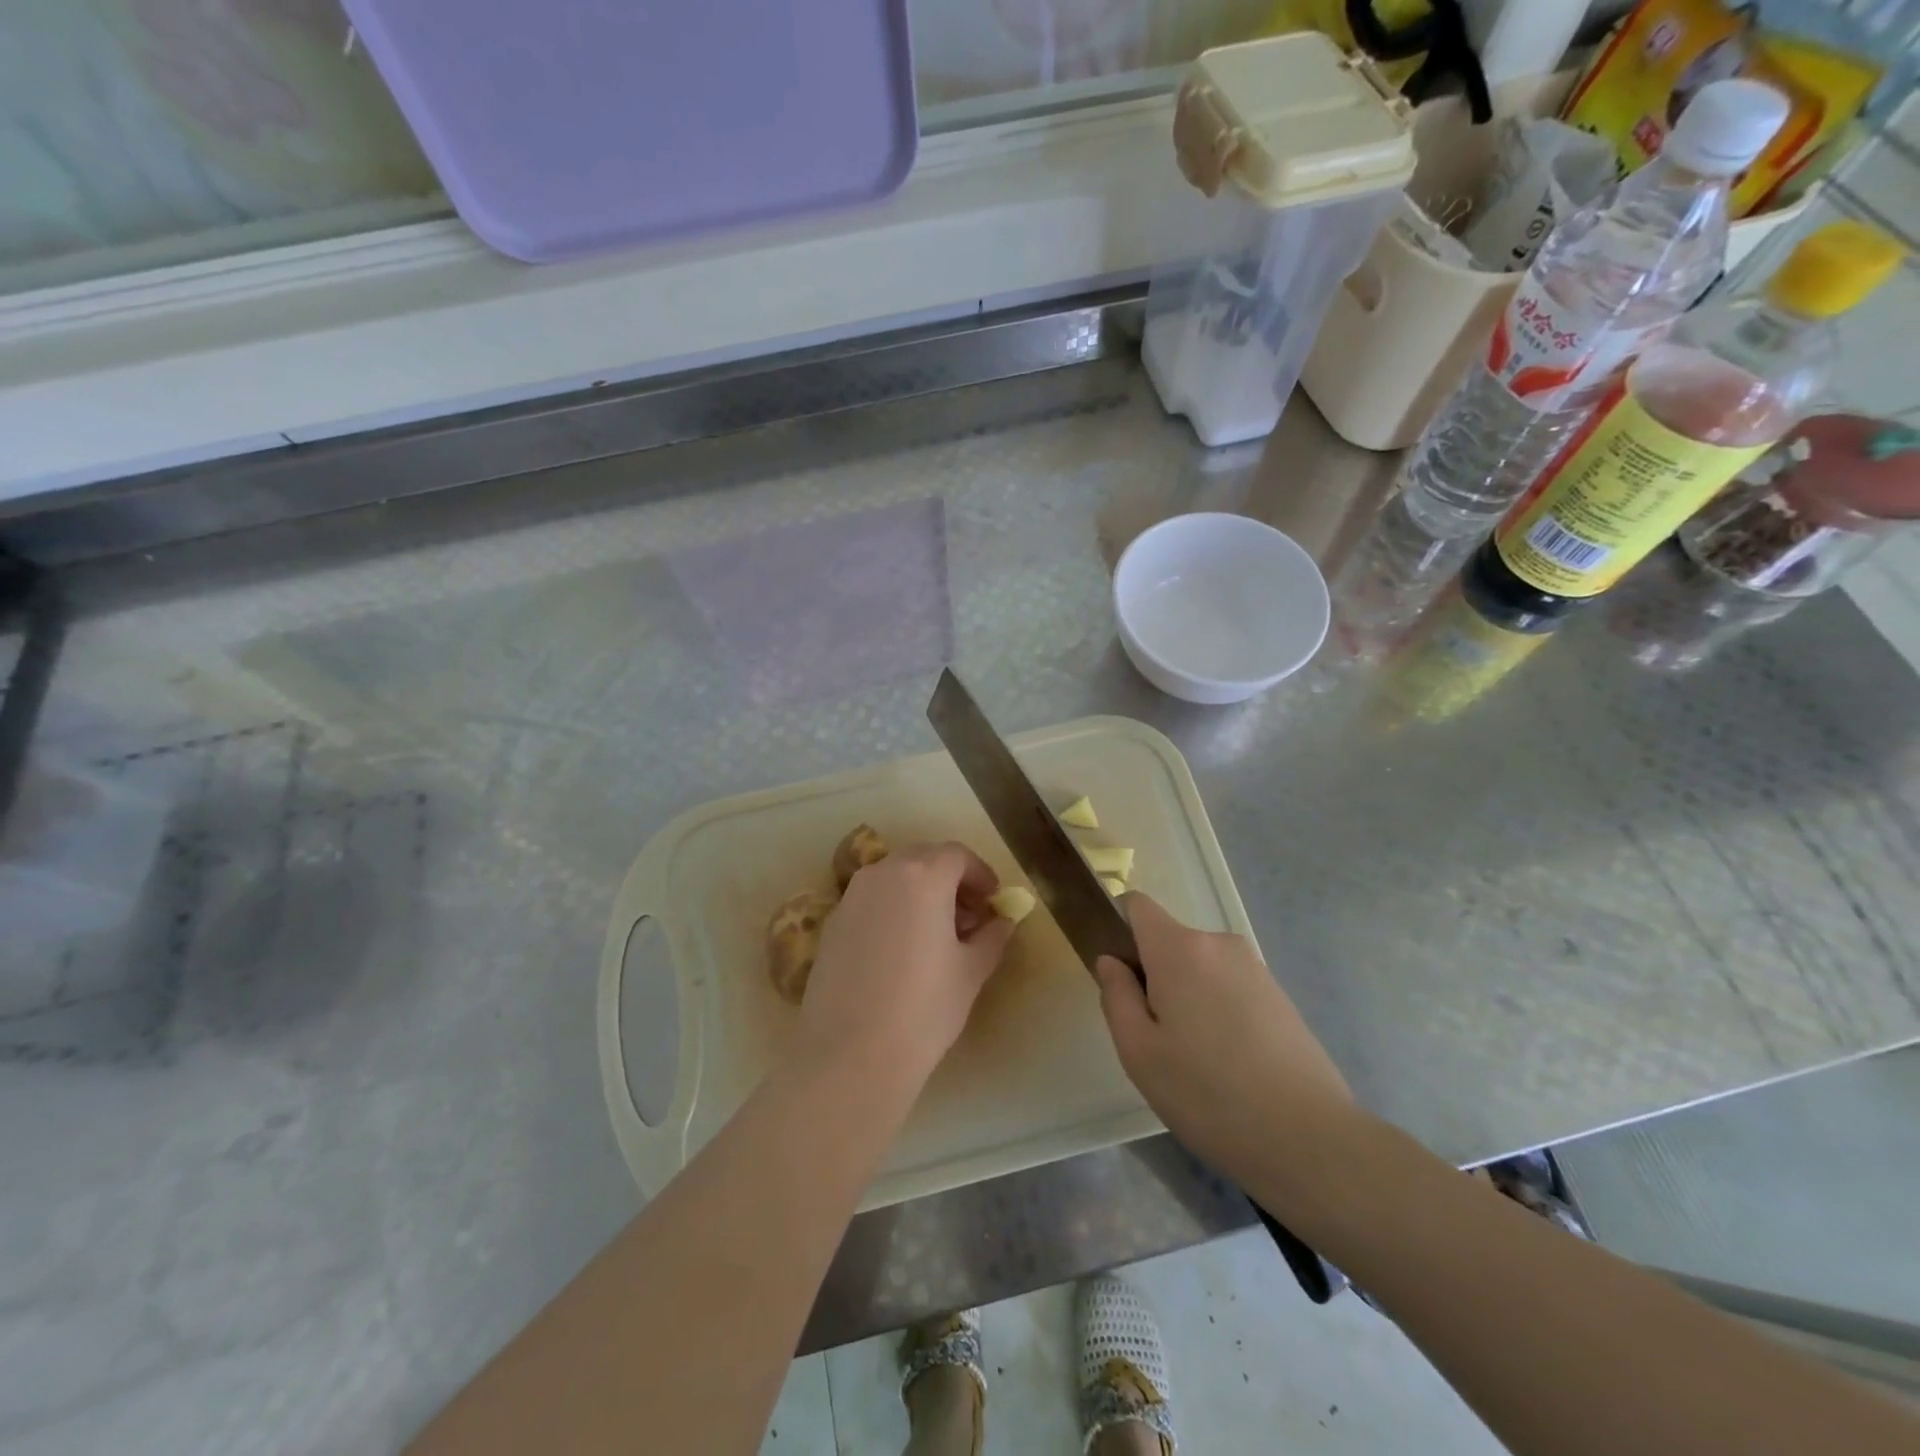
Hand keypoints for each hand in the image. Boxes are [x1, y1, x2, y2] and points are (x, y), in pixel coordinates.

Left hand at [796, 842, 1015, 1089]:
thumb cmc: (924, 1008)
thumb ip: (991, 937)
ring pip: (895, 878)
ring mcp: (852, 896)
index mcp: (923, 876)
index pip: (957, 856)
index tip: (993, 902)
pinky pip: (871, 900)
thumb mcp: (971, 972)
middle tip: (969, 917)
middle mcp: (883, 873)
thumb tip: (1002, 922)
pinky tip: (901, 949)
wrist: (850, 1055)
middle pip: (924, 860)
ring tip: (937, 934)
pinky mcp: (832, 922)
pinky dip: (893, 909)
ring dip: (921, 892)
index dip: (981, 875)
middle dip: (951, 881)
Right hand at [1094, 894, 1356, 1198]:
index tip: (1120, 978)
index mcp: (1179, 948)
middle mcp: (1219, 944)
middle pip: (1169, 942)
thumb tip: (1111, 961)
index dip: (1120, 930)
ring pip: (1200, 968)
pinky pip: (1229, 987)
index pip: (1137, 905)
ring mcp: (1255, 968)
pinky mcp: (1279, 995)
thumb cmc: (1208, 1094)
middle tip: (1155, 1038)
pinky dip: (1218, 1012)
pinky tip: (1229, 1064)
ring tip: (1195, 1059)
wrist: (1309, 1139)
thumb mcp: (1139, 1052)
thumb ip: (1116, 995)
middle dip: (1154, 976)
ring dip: (1187, 997)